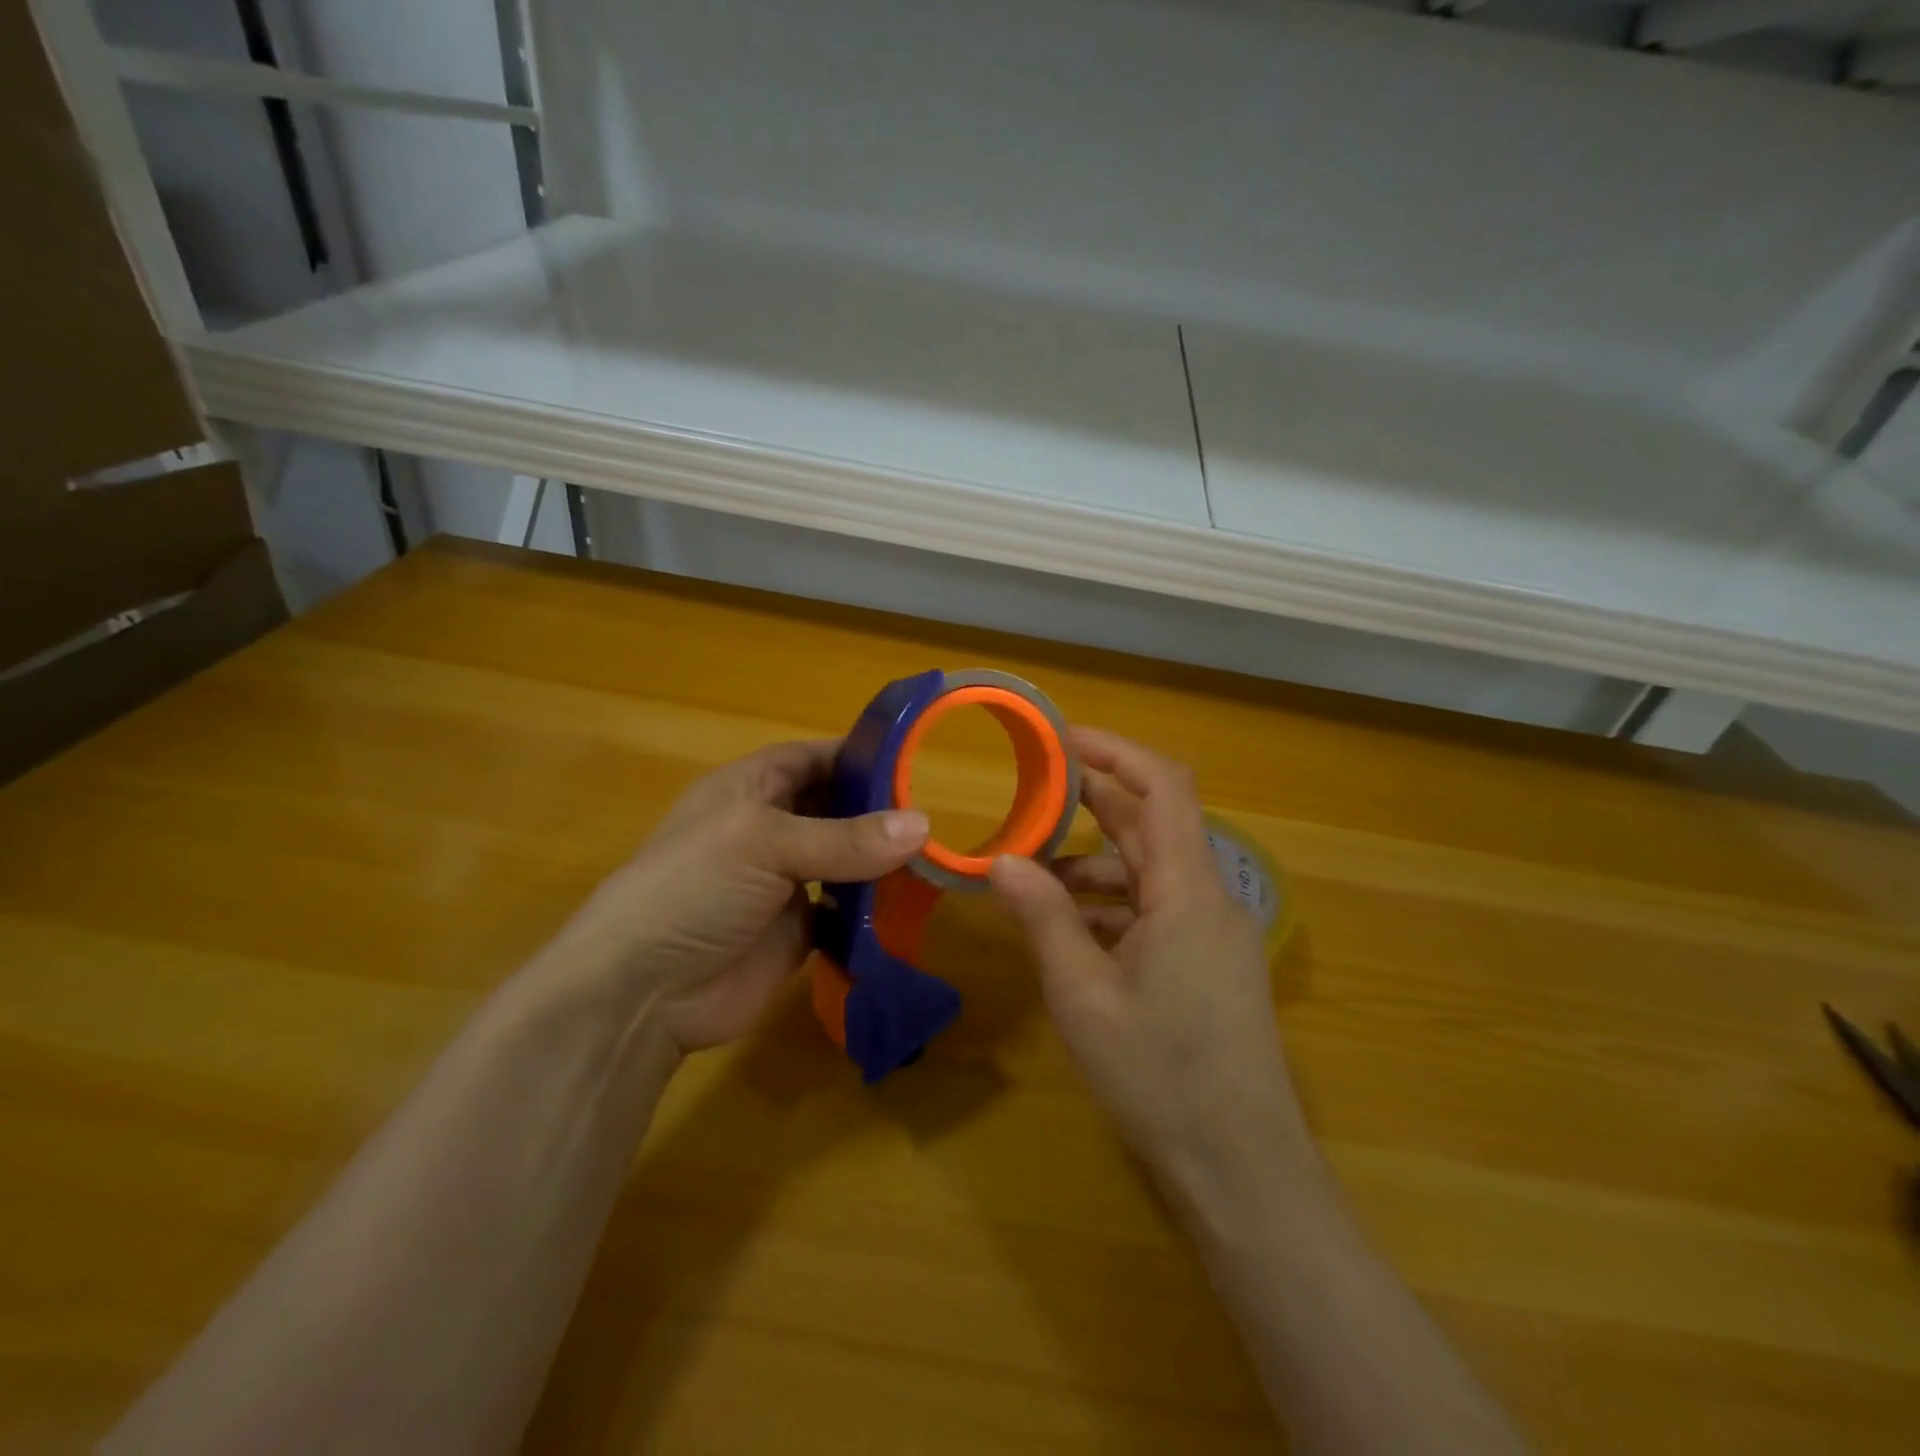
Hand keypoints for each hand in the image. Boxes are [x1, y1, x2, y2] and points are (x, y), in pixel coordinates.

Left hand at [545, 740, 928, 1052]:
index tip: (915, 761)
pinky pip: (845, 910)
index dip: (859, 756)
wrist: (641, 993)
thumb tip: (923, 826)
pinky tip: (909, 903)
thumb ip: (844, 838)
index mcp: (752, 789)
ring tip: (934, 856)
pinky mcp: (798, 930)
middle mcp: (771, 829)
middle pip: (835, 807)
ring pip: (845, 859)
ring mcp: (784, 882)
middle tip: (935, 816)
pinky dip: (873, 907)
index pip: (814, 758)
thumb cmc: (693, 889)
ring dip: (881, 859)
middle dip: (879, 810)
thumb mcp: (764, 845)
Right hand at [989, 728, 1303, 1184]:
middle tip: (1028, 798)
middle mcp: (1208, 898)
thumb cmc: (1161, 1076)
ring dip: (1093, 866)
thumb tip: (1002, 860)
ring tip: (1030, 880)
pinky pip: (1156, 911)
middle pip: (1152, 825)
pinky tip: (1066, 932)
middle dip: (1091, 805)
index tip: (1060, 741)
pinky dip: (1110, 907)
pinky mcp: (1208, 964)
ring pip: (1149, 872)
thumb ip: (1043, 918)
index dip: (1116, 751)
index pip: (1164, 786)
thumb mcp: (1083, 995)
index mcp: (1188, 890)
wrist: (1241, 1171)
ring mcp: (1212, 933)